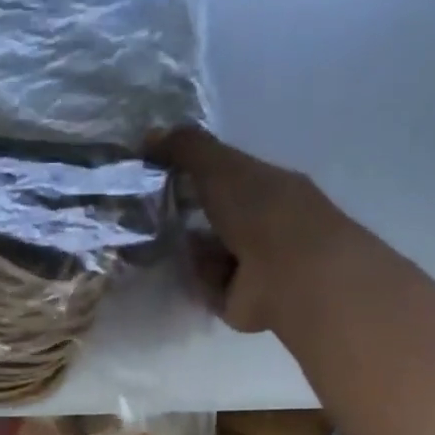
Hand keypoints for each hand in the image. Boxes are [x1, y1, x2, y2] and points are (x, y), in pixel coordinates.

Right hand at [149, 126, 362, 334]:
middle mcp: (261, 223)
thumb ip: (187, 149)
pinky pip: (205, 286)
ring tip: (149, 244)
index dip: (193, 173)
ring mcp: (251, 264)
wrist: (290, 276)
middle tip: (143, 213)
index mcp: (267, 186)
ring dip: (184, 250)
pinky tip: (171, 272)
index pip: (226, 175)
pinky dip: (191, 280)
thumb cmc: (263, 212)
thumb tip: (149, 134)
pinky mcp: (238, 300)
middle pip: (214, 217)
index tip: (157, 175)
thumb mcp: (221, 167)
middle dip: (182, 215)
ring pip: (207, 253)